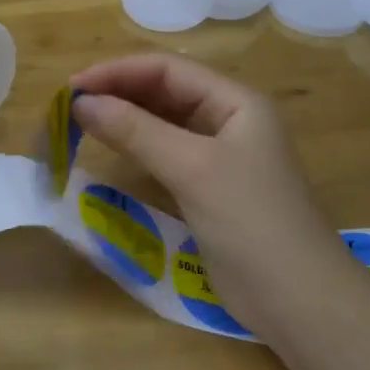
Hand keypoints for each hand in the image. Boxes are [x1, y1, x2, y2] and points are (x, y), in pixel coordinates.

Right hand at [70, 55, 340, 338]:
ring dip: (124, 118)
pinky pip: (165, 153)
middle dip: (118, 92)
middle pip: (165, 91)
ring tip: (81, 122)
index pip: (168, 69)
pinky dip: (136, 147)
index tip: (72, 88)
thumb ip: (136, 131)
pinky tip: (110, 150)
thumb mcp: (192, 169)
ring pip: (163, 122)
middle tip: (70, 106)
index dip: (117, 72)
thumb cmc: (251, 221)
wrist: (299, 301)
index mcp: (236, 101)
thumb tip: (81, 104)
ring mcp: (220, 155)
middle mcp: (229, 120)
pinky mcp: (209, 187)